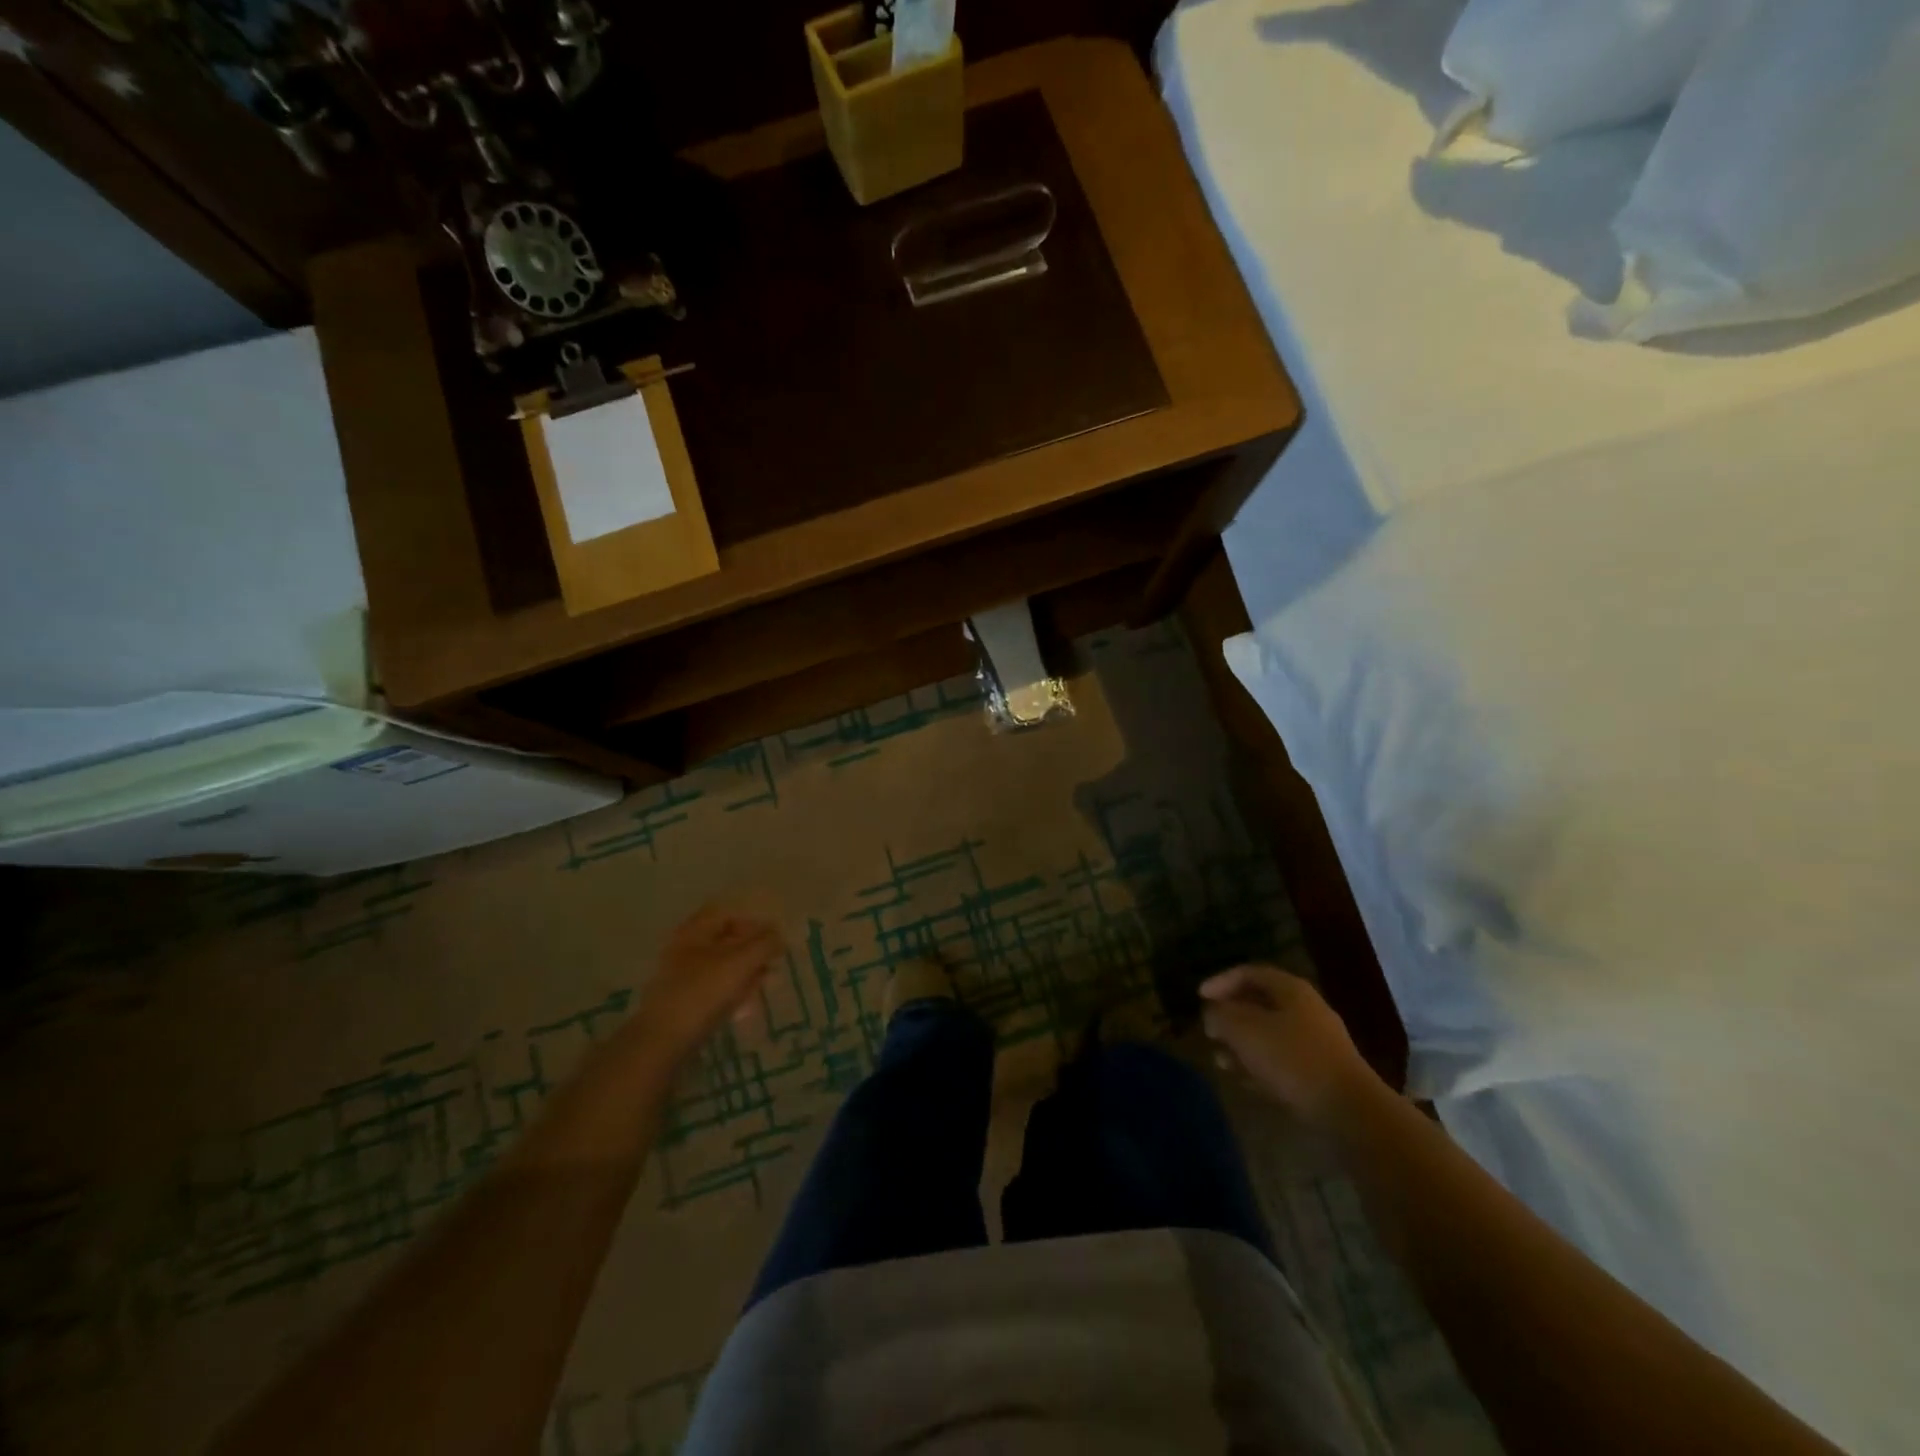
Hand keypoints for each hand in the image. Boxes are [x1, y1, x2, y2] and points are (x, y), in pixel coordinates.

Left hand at [635, 907, 785, 1058]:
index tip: (772, 937)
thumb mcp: (741, 963)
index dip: (751, 922)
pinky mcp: (684, 1003)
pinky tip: (747, 1001)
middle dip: (750, 948)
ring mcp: (682, 978)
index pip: (726, 915)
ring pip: (720, 966)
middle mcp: (685, 949)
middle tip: (772, 960)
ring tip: (765, 980)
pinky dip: (732, 989)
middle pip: (724, 941)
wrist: (664, 1041)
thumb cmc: (703, 992)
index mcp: (694, 932)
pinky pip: (713, 988)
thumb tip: (779, 936)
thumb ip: (765, 945)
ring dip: (744, 970)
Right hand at [1200, 964, 1379, 1126]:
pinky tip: (1244, 1080)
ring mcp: (1316, 1043)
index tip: (1199, 998)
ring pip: (1269, 1035)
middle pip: (1259, 1004)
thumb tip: (1213, 1015)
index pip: (1249, 973)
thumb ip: (1220, 1016)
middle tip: (1209, 1030)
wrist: (1350, 1112)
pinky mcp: (1320, 1074)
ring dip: (1242, 1044)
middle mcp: (1305, 1010)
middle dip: (1230, 1016)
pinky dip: (1259, 1066)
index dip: (1220, 981)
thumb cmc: (1292, 1059)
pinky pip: (1281, 1061)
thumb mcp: (1244, 1031)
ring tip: (1220, 1060)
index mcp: (1291, 990)